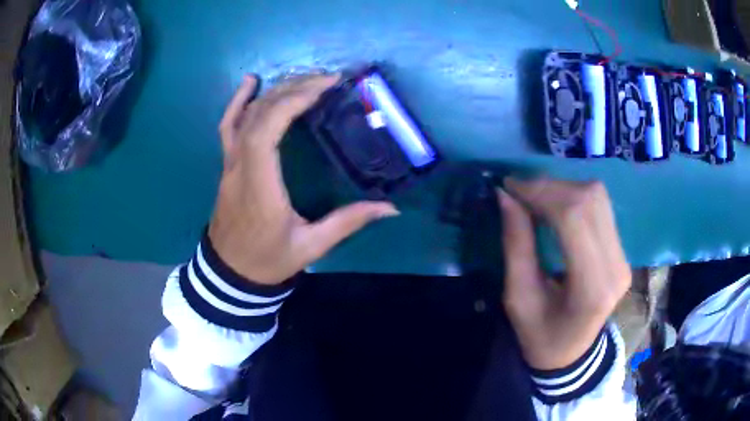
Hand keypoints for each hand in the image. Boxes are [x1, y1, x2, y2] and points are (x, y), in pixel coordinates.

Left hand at [209, 74, 398, 284]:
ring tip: (303, 77)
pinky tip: (251, 81)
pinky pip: (228, 125)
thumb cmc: (267, 260)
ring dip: (275, 91)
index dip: (292, 102)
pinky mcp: (226, 164)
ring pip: (245, 115)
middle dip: (293, 89)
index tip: (325, 87)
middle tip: (328, 79)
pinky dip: (238, 100)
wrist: (229, 272)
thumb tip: (390, 208)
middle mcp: (240, 167)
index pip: (266, 132)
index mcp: (259, 187)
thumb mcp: (310, 247)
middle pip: (259, 115)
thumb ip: (348, 223)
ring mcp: (229, 163)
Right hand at [498, 177, 630, 369]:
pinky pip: (600, 207)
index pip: (574, 218)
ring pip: (597, 197)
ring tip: (534, 197)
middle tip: (518, 191)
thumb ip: (516, 245)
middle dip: (549, 187)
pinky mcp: (622, 250)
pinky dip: (573, 196)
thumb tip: (506, 196)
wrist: (571, 353)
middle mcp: (616, 266)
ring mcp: (623, 256)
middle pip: (589, 201)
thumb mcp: (518, 297)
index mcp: (592, 287)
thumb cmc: (540, 335)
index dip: (541, 193)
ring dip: (561, 188)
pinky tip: (554, 204)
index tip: (509, 186)